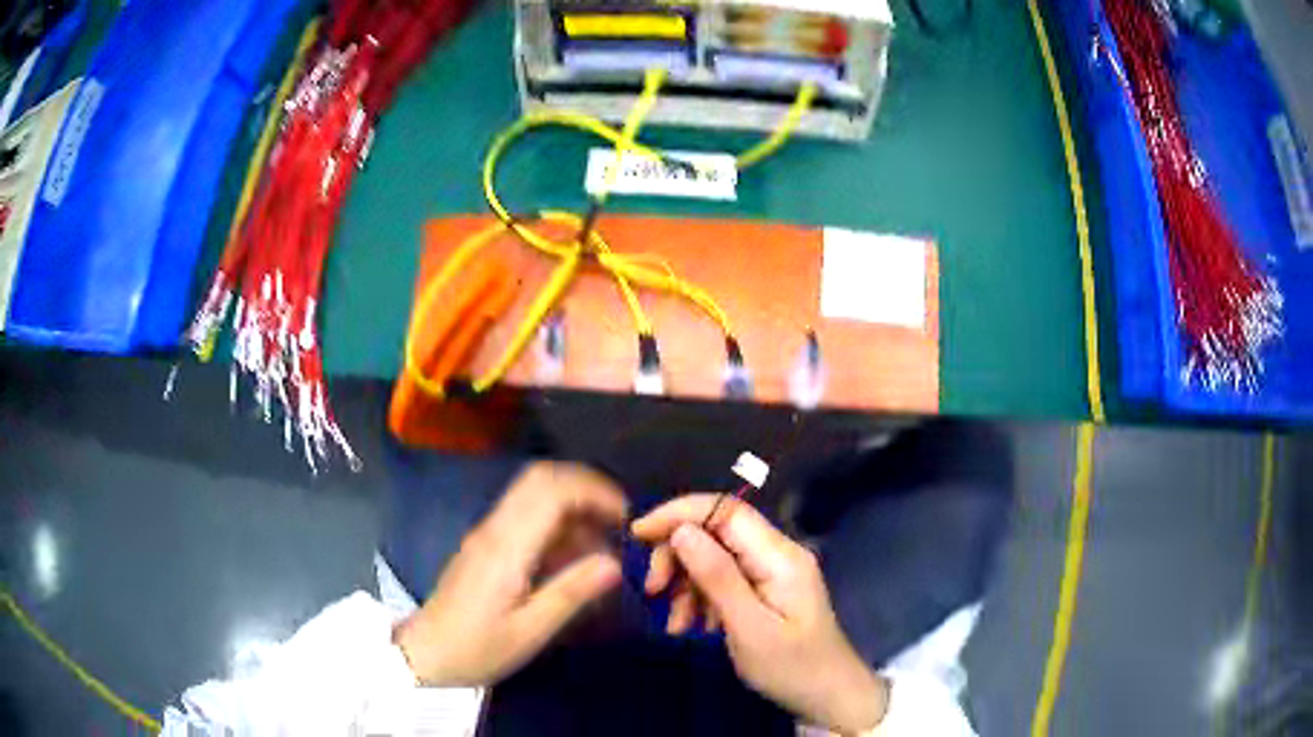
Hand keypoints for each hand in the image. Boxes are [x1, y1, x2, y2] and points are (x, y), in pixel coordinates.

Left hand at [395, 462, 626, 685]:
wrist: (427, 652)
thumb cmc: (478, 648)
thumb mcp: (529, 631)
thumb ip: (570, 593)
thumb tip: (615, 562)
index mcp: (507, 547)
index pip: (552, 491)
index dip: (594, 492)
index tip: (625, 517)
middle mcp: (495, 528)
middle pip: (541, 478)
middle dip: (586, 487)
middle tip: (617, 520)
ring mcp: (488, 532)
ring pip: (533, 491)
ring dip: (573, 502)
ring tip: (602, 539)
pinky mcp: (487, 542)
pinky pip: (526, 513)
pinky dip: (557, 520)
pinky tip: (573, 554)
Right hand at [633, 495, 888, 734]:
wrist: (829, 695)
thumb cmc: (792, 667)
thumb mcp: (749, 628)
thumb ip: (717, 577)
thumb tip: (681, 531)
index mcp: (779, 556)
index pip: (726, 510)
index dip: (680, 513)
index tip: (639, 534)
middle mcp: (777, 553)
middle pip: (716, 532)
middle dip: (678, 556)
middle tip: (653, 591)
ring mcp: (772, 571)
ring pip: (714, 558)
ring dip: (686, 585)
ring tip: (675, 624)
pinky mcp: (766, 589)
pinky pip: (724, 580)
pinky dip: (700, 599)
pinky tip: (691, 626)